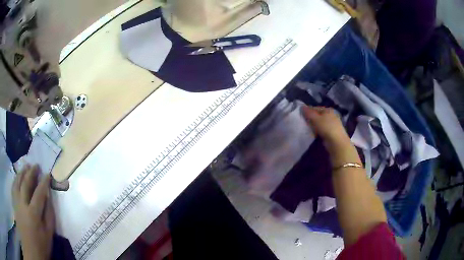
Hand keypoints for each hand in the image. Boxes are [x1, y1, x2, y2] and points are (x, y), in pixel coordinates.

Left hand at [12, 165, 54, 259]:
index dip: (43, 183)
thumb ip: (49, 217)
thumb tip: (49, 199)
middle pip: (26, 184)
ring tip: (26, 165)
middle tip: (36, 165)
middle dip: (31, 173)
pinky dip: (15, 179)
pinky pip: (13, 187)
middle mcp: (23, 204)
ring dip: (22, 172)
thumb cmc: (40, 246)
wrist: (31, 249)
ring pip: (17, 182)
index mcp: (33, 213)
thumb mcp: (48, 236)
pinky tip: (17, 176)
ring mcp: (16, 202)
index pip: (39, 193)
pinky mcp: (14, 204)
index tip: (48, 174)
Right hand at [302, 106, 349, 145]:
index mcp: (328, 110)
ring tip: (307, 129)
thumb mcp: (316, 119)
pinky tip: (314, 135)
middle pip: (318, 116)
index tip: (301, 116)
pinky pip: (323, 130)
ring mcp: (333, 124)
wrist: (337, 142)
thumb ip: (308, 113)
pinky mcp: (333, 133)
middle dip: (311, 119)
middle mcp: (331, 115)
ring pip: (320, 123)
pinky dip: (318, 132)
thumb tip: (302, 106)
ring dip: (314, 126)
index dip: (308, 111)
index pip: (316, 108)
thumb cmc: (326, 128)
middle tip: (304, 123)